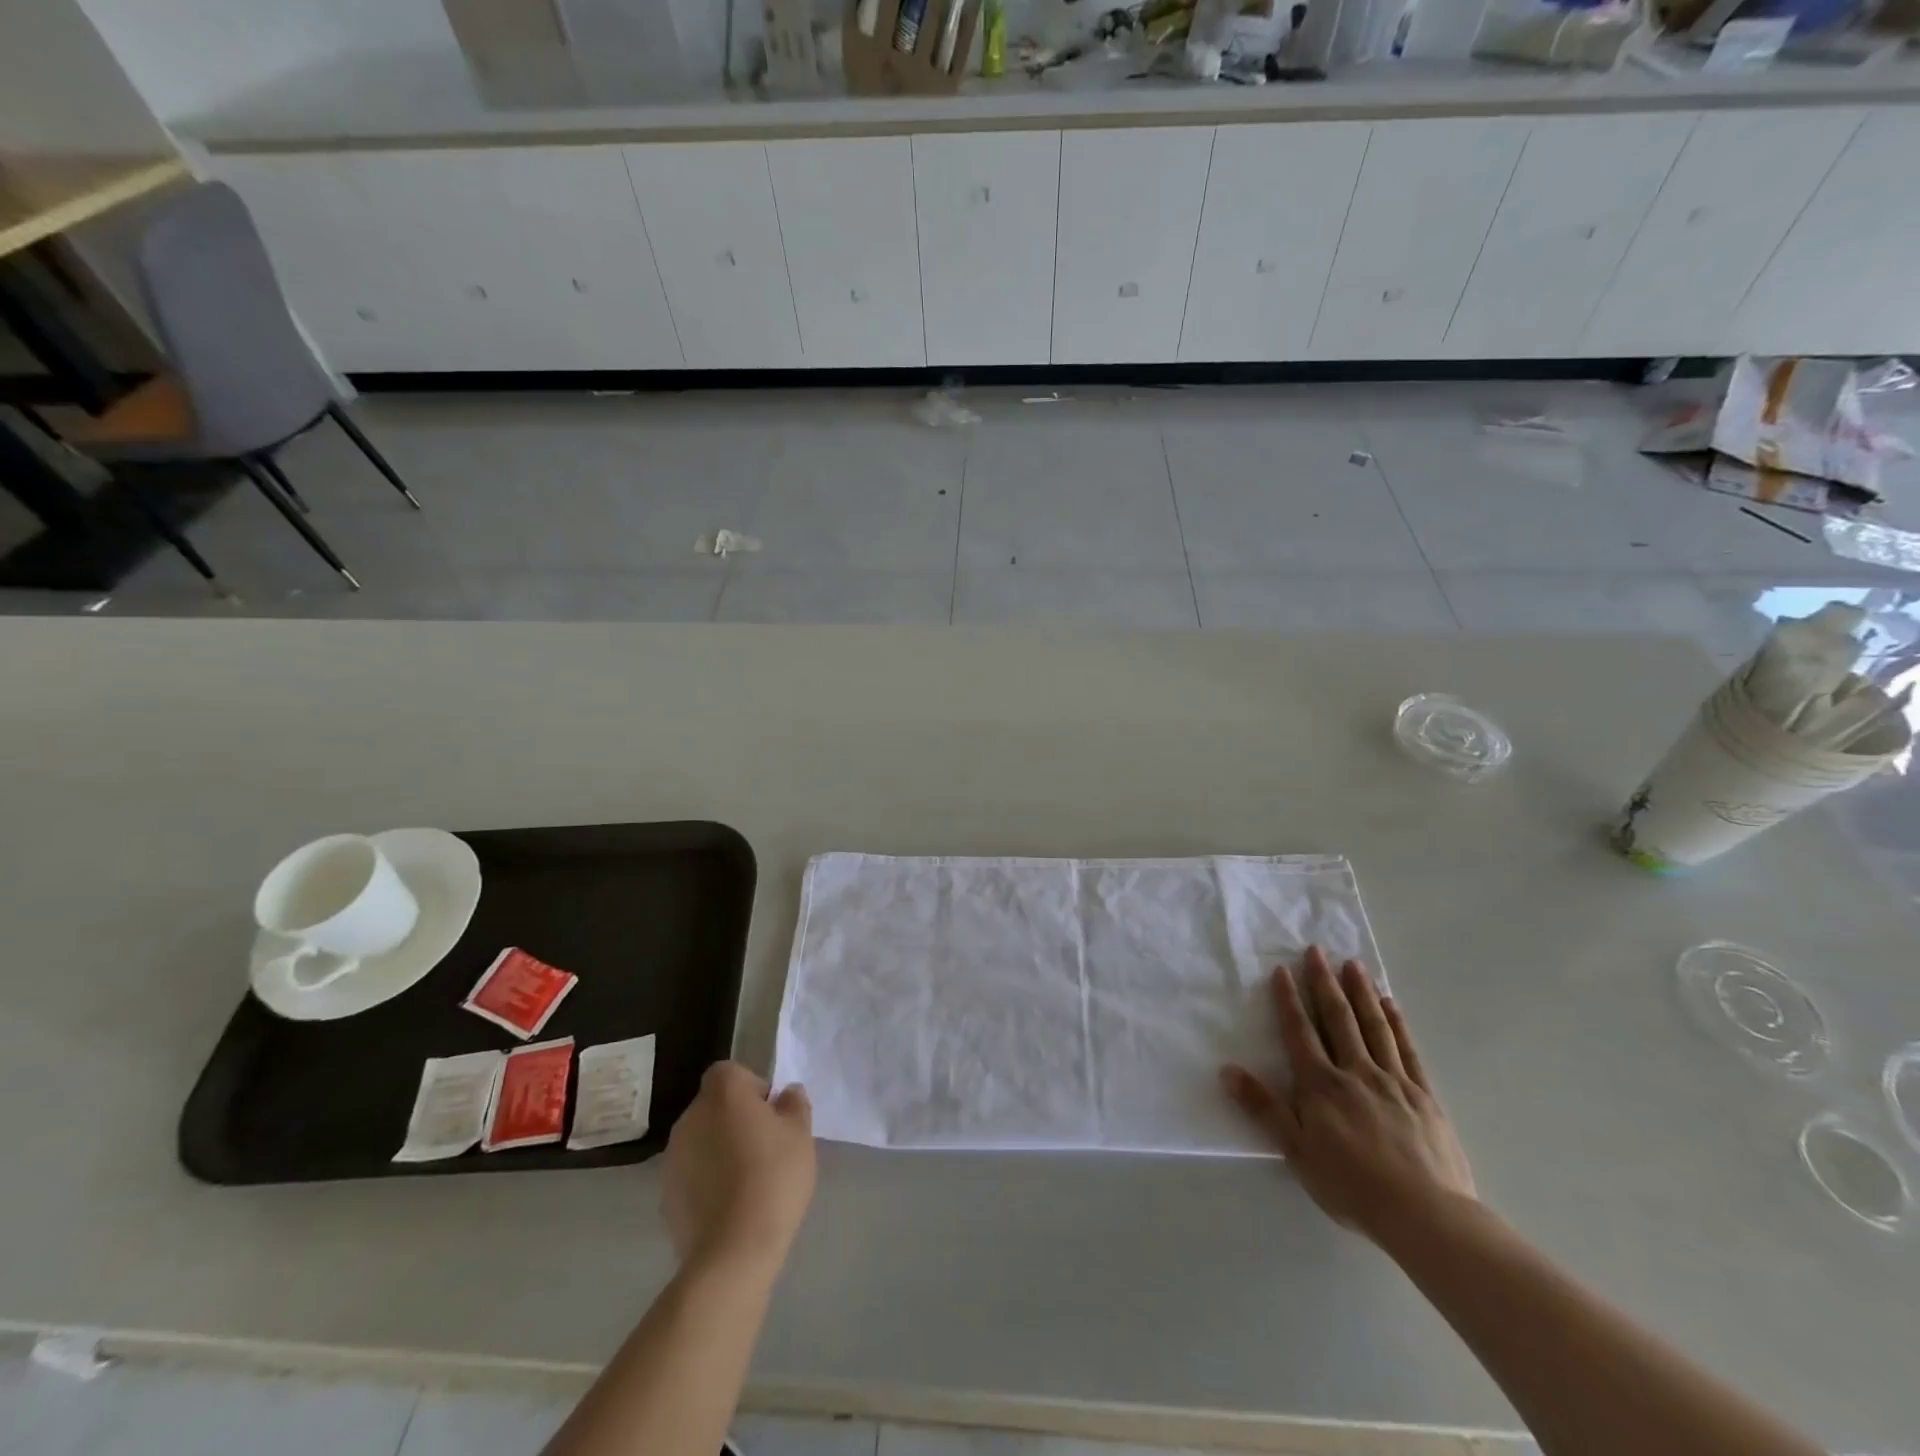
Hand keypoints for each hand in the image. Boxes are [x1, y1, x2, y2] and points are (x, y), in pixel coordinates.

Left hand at [663, 1062, 816, 1273]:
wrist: (732, 1251)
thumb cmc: (773, 1178)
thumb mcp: (800, 1135)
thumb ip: (794, 1105)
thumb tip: (786, 1094)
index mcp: (723, 1093)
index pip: (731, 1072)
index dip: (752, 1088)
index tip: (770, 1115)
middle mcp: (690, 1116)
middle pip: (714, 1105)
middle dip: (736, 1119)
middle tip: (764, 1147)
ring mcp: (672, 1156)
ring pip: (702, 1139)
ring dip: (719, 1149)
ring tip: (747, 1181)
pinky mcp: (665, 1194)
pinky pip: (692, 1173)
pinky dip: (707, 1180)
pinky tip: (729, 1206)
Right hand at [1221, 946, 1474, 1245]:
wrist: (1425, 1215)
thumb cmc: (1352, 1186)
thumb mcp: (1297, 1152)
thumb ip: (1263, 1108)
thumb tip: (1227, 1070)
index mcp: (1321, 1085)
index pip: (1300, 1033)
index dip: (1288, 1001)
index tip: (1282, 970)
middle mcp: (1355, 1072)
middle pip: (1338, 1019)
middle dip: (1325, 983)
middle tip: (1317, 950)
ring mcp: (1393, 1081)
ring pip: (1374, 1026)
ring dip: (1361, 992)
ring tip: (1353, 964)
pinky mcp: (1424, 1096)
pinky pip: (1407, 1050)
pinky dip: (1397, 1023)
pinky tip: (1391, 1005)